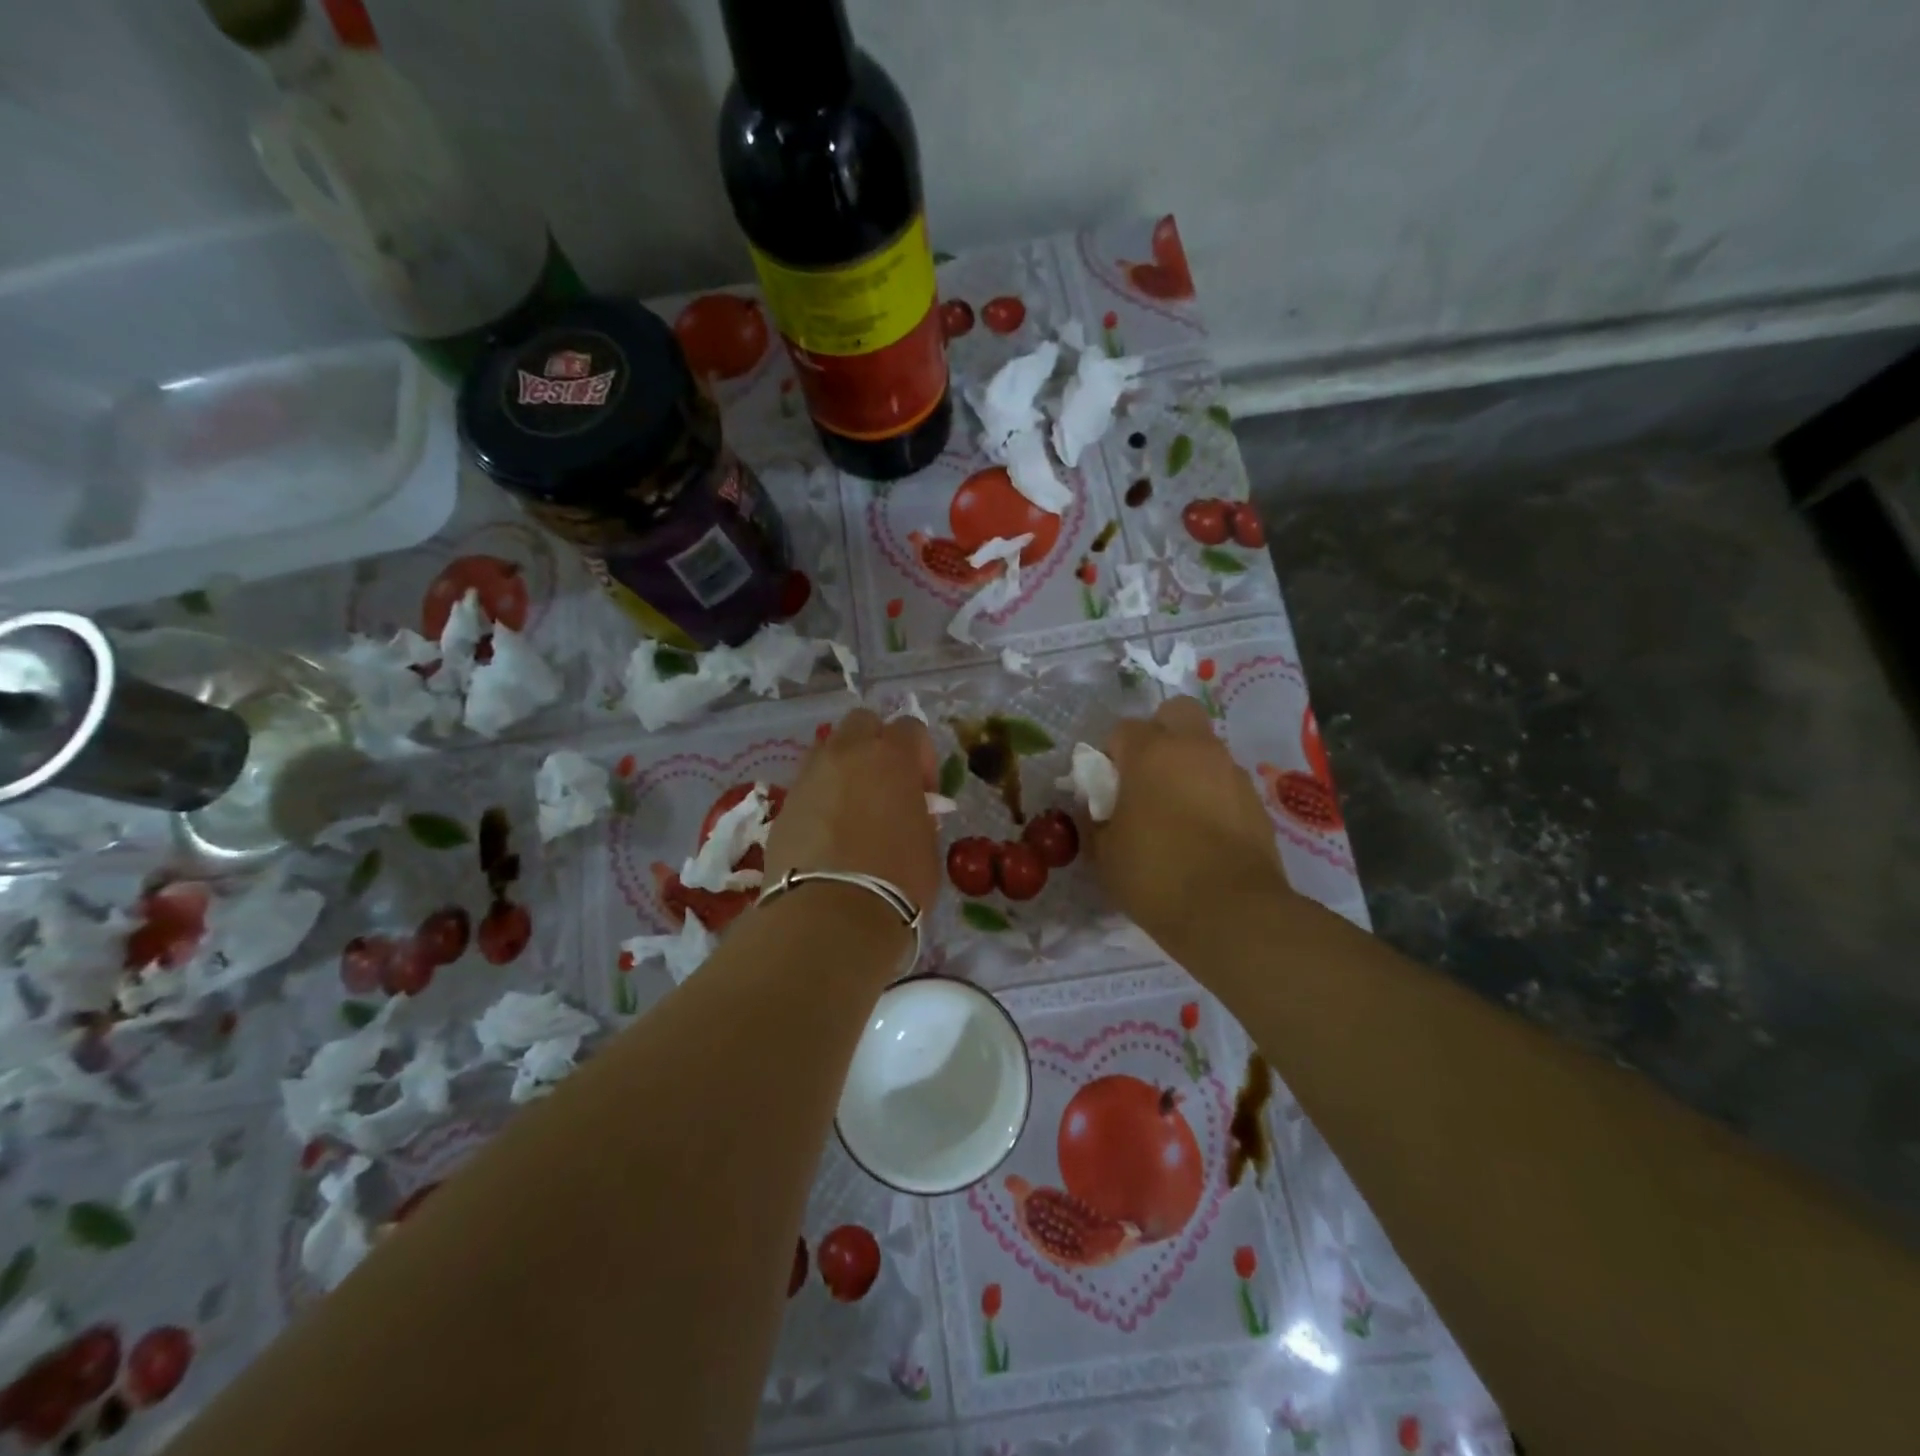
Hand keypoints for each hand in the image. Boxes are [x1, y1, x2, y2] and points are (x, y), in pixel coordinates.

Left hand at [763, 708, 940, 912]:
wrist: (831, 915)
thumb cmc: (897, 880)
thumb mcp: (926, 844)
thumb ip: (918, 814)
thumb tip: (909, 810)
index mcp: (891, 757)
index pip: (910, 728)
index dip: (921, 757)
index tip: (924, 792)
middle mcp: (847, 754)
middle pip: (862, 723)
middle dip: (875, 744)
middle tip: (885, 785)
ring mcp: (809, 776)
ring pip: (828, 749)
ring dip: (844, 767)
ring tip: (852, 808)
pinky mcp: (784, 805)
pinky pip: (807, 785)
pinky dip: (820, 797)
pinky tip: (827, 832)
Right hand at [1092, 697, 1290, 956]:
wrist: (1231, 912)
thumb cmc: (1154, 875)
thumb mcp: (1104, 853)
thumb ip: (1096, 819)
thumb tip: (1097, 806)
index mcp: (1151, 753)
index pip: (1123, 729)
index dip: (1112, 754)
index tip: (1108, 786)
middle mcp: (1195, 750)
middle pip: (1176, 713)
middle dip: (1160, 733)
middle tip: (1146, 774)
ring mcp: (1231, 773)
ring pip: (1205, 748)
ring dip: (1188, 766)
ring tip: (1176, 812)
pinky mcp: (1256, 801)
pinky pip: (1225, 782)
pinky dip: (1212, 795)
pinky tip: (1204, 834)